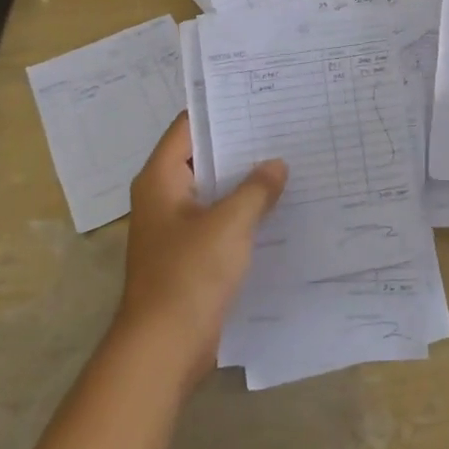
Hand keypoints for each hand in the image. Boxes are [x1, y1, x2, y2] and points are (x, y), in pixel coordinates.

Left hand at [114, 113, 287, 386]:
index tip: (257, 98)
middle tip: (283, 127)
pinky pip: (219, 219)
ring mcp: (176, 227)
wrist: (163, 350)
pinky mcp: (190, 254)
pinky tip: (278, 206)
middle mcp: (163, 197)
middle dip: (241, 146)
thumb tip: (276, 164)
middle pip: (203, 157)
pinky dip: (243, 211)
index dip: (220, 111)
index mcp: (160, 179)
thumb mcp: (229, 224)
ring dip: (245, 181)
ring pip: (214, 190)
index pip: (188, 128)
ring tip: (288, 161)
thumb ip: (256, 189)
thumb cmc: (189, 275)